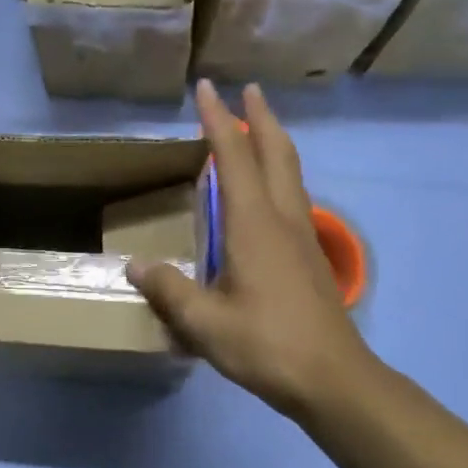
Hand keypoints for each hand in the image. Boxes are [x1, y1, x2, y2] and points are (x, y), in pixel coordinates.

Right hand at [128, 81, 378, 426]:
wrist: (333, 379)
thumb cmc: (266, 345)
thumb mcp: (204, 323)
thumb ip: (168, 290)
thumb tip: (134, 266)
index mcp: (253, 225)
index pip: (235, 158)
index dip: (218, 121)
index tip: (206, 88)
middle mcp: (282, 219)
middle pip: (277, 154)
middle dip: (260, 118)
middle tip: (247, 90)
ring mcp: (302, 237)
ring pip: (291, 173)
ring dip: (274, 143)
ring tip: (257, 128)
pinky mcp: (309, 256)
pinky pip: (293, 196)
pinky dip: (279, 174)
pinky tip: (267, 193)